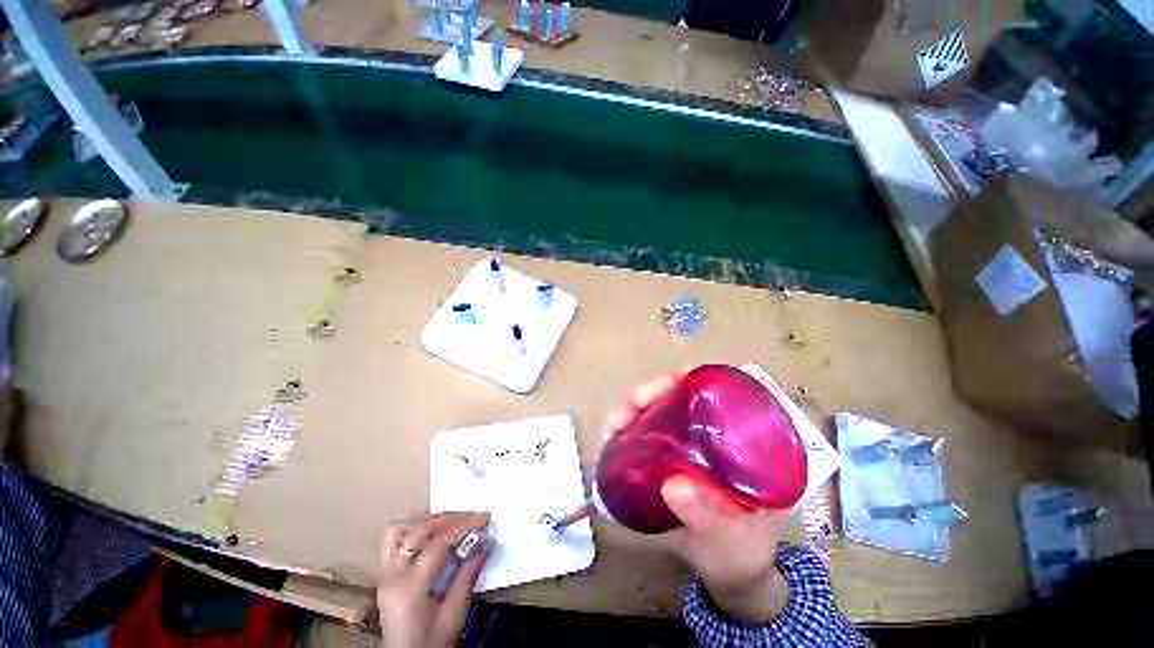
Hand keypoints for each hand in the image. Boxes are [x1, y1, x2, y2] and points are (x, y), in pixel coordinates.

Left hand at [377, 512, 490, 647]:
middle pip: (419, 530)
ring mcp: (384, 573)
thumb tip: (487, 542)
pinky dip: (414, 528)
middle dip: (450, 518)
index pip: (437, 544)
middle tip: (473, 517)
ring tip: (452, 521)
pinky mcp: (384, 573)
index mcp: (409, 589)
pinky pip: (394, 540)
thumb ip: (468, 576)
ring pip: (400, 530)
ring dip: (428, 520)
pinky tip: (432, 533)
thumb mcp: (454, 615)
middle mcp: (391, 576)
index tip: (485, 518)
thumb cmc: (432, 643)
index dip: (464, 526)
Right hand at [604, 371, 789, 624]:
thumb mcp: (729, 536)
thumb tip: (672, 486)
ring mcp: (690, 443)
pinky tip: (613, 435)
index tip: (670, 383)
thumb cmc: (740, 551)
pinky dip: (627, 428)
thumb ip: (708, 515)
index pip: (721, 393)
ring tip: (616, 422)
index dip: (694, 380)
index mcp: (745, 442)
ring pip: (661, 411)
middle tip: (635, 401)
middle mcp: (717, 434)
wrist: (725, 573)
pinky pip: (646, 432)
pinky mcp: (668, 455)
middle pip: (685, 396)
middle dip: (657, 391)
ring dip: (636, 409)